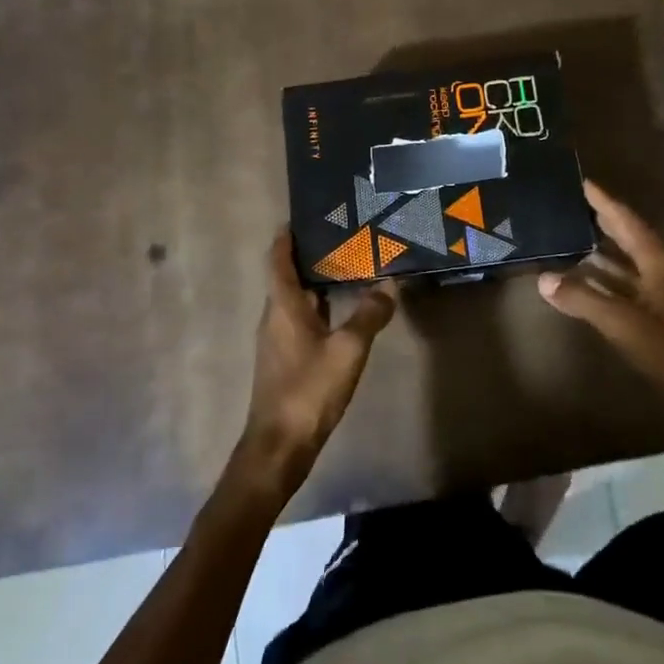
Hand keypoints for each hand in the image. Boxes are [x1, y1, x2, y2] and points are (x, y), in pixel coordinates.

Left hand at [234, 230, 397, 502]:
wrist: (279, 446)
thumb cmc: (309, 390)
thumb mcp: (348, 350)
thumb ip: (369, 315)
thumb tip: (389, 285)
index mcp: (282, 306)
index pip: (277, 259)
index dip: (286, 237)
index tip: (302, 217)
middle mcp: (274, 317)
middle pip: (287, 277)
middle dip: (309, 256)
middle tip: (341, 238)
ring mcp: (277, 340)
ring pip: (295, 301)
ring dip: (316, 283)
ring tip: (347, 268)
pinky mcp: (285, 360)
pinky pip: (301, 321)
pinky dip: (319, 308)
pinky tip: (342, 313)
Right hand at [537, 180, 663, 415]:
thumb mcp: (626, 327)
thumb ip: (585, 301)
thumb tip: (543, 279)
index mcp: (661, 264)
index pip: (627, 222)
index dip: (604, 201)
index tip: (582, 182)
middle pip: (632, 238)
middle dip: (604, 222)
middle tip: (573, 207)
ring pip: (634, 265)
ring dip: (607, 254)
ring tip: (576, 242)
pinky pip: (638, 286)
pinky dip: (615, 281)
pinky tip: (598, 287)